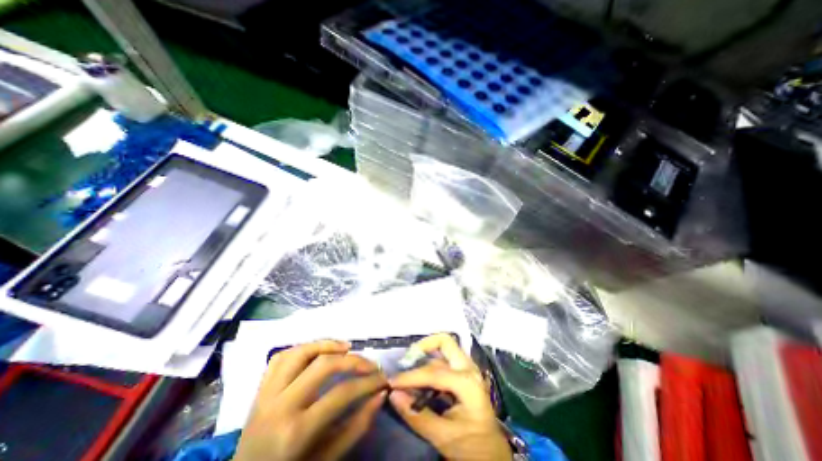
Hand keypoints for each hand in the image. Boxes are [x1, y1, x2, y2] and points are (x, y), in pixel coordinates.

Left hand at [234, 339, 388, 460]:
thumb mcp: (328, 458)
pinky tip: (319, 350)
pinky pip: (282, 356)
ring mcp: (266, 394)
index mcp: (296, 432)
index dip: (368, 382)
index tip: (383, 379)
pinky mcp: (260, 388)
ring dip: (327, 344)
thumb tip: (380, 394)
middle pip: (323, 365)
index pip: (342, 393)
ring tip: (347, 347)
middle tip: (371, 364)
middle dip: (354, 360)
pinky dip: (304, 348)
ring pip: (300, 352)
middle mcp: (280, 406)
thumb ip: (357, 426)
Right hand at [389, 335, 510, 460]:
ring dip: (426, 355)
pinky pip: (446, 359)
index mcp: (467, 383)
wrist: (492, 455)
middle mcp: (469, 368)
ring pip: (444, 350)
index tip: (392, 383)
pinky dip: (431, 362)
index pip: (433, 373)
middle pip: (445, 342)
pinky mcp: (464, 373)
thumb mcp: (443, 436)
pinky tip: (421, 377)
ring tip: (409, 370)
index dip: (410, 377)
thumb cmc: (471, 446)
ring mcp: (468, 369)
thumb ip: (417, 415)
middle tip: (406, 360)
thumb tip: (393, 395)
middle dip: (424, 346)